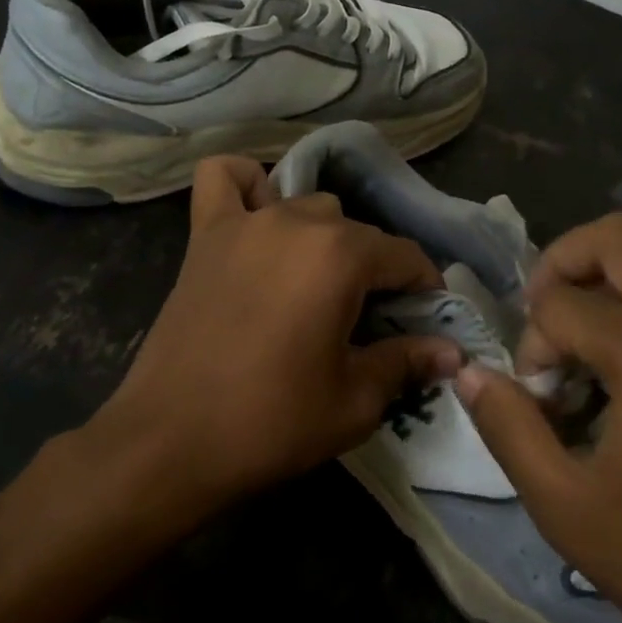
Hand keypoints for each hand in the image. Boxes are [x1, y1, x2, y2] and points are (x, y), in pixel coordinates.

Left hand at [86, 156, 460, 518]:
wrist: (170, 442)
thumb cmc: (271, 423)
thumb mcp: (355, 402)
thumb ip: (406, 363)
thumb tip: (451, 352)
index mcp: (340, 256)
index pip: (404, 256)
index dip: (424, 288)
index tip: (427, 321)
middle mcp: (296, 222)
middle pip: (356, 231)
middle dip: (373, 270)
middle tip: (368, 319)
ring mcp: (245, 224)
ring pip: (304, 205)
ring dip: (322, 236)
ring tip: (316, 283)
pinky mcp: (204, 236)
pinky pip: (224, 180)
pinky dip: (246, 187)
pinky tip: (256, 217)